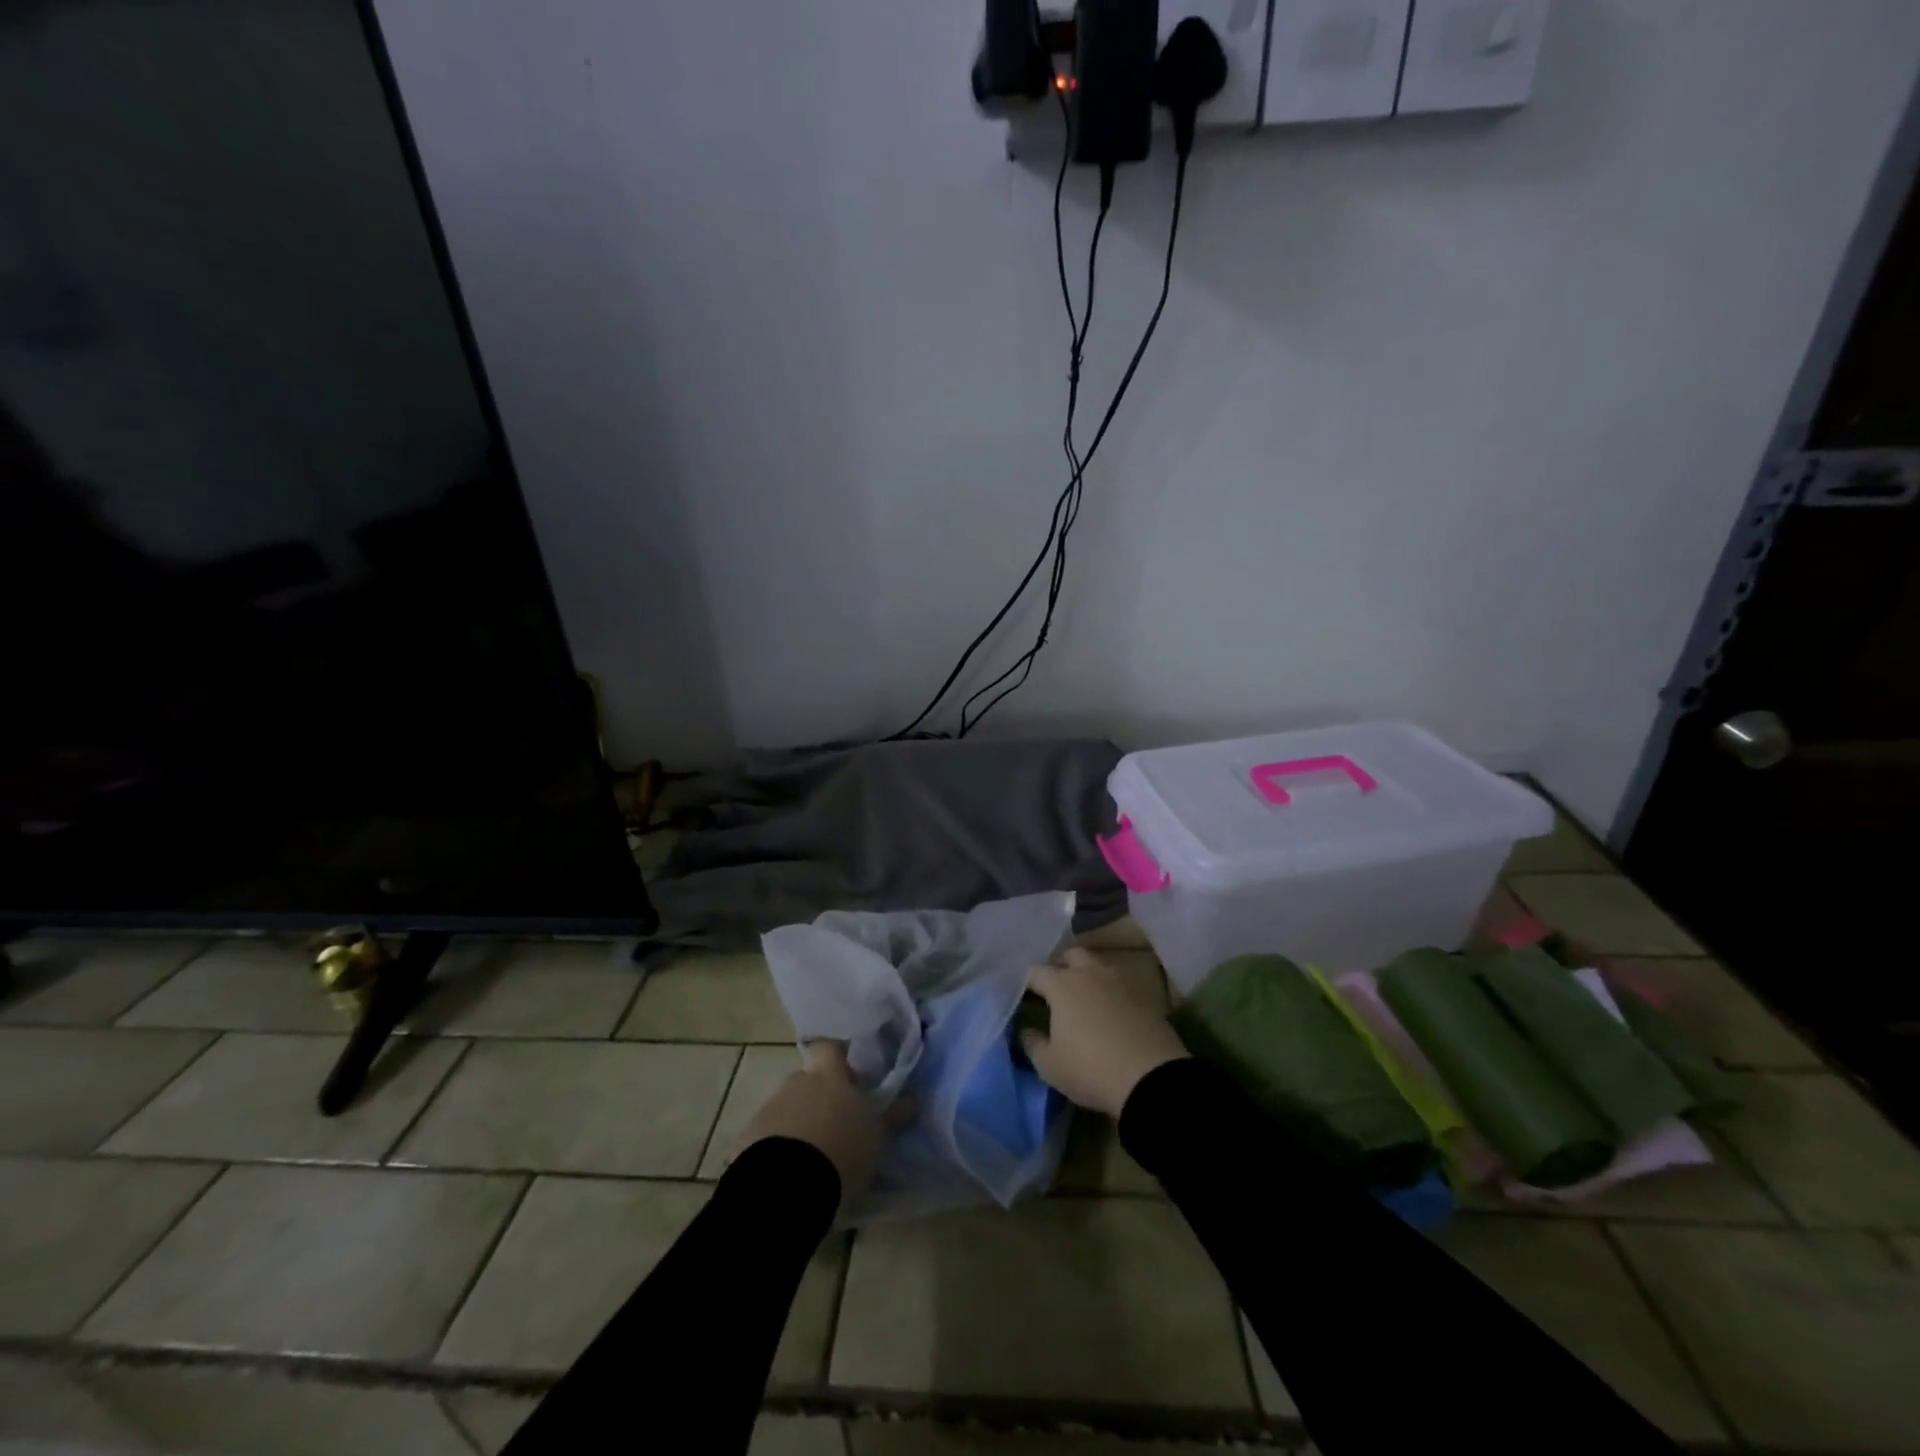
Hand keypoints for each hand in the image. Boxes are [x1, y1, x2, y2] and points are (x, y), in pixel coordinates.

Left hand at [731, 1041, 906, 1207]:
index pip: (830, 1048)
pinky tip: (789, 1172)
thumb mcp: (876, 1136)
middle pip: (809, 1080)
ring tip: (814, 1154)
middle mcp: (796, 1083)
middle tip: (836, 1122)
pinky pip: (767, 1137)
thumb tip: (911, 1099)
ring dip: (799, 1123)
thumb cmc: (841, 1150)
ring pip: (788, 1108)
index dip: (839, 1055)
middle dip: (820, 1096)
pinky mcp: (746, 1140)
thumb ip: (891, 1115)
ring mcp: (768, 1109)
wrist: (785, 1187)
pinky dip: (778, 1147)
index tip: (850, 1070)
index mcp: (828, 1076)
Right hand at [1020, 947, 1188, 1117]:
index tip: (1023, 995)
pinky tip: (1110, 1013)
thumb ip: (1032, 1044)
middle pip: (1071, 955)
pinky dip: (1111, 994)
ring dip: (1088, 977)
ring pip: (1099, 967)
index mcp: (1062, 985)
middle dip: (1061, 966)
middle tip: (1055, 988)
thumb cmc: (1090, 1069)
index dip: (1026, 982)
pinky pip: (1120, 986)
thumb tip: (1025, 1031)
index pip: (1036, 972)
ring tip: (1083, 1000)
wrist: (1151, 1078)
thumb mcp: (1050, 1066)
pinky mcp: (1144, 997)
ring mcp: (1120, 983)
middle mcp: (1090, 974)